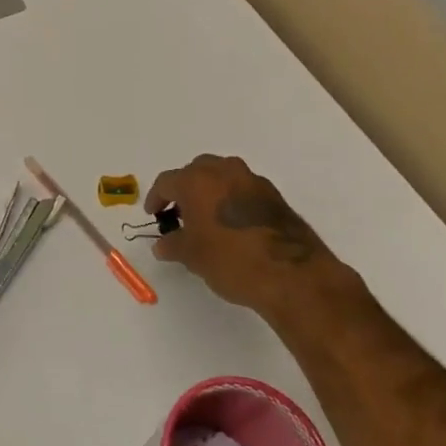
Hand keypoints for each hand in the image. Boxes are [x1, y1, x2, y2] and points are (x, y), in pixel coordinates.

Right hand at [145, 154, 356, 316]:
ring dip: (211, 192)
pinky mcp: (274, 195)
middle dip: (185, 189)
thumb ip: (173, 245)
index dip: (156, 198)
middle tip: (180, 214)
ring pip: (222, 177)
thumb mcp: (193, 256)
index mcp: (197, 181)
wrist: (292, 274)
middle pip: (196, 172)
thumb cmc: (231, 260)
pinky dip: (232, 201)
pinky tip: (233, 226)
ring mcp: (252, 180)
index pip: (167, 182)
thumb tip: (162, 245)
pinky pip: (243, 190)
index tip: (154, 215)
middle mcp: (224, 171)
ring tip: (207, 219)